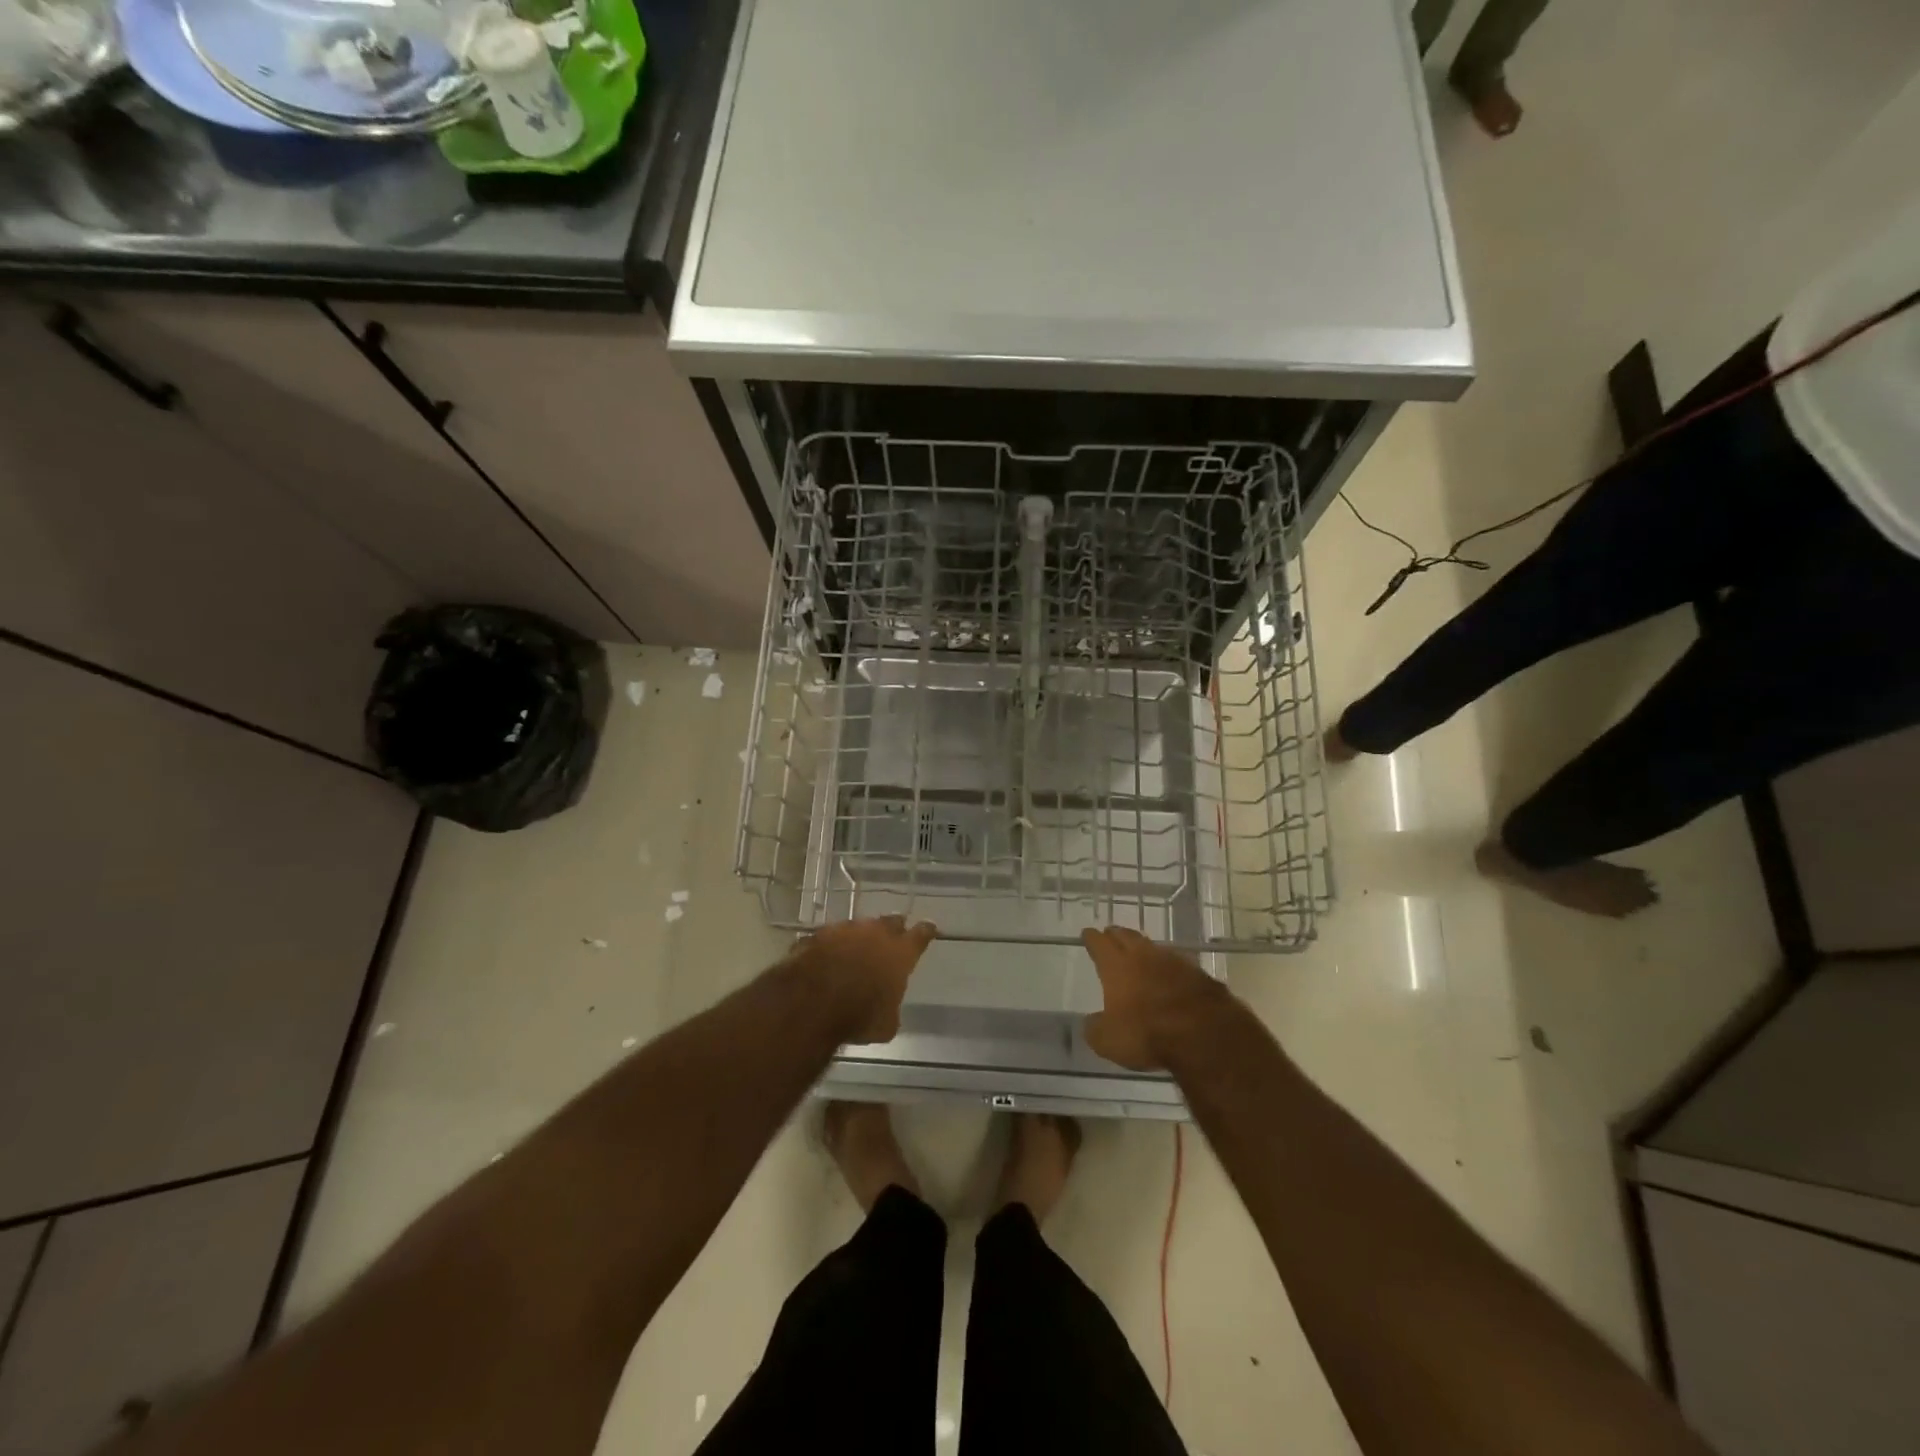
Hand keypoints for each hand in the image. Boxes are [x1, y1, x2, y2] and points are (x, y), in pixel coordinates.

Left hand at [793, 916, 937, 1044]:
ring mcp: (845, 929)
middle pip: (891, 922)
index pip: (921, 934)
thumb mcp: (885, 1025)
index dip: (926, 931)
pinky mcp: (818, 934)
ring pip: (859, 926)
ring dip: (860, 937)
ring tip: (855, 951)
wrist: (810, 1005)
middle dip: (894, 929)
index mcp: (900, 953)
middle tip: (893, 939)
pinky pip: (830, 936)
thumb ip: (891, 1006)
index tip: (929, 928)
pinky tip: (827, 957)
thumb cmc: (858, 1017)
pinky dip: (832, 945)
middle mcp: (875, 933)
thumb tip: (887, 1006)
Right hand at [1081, 926, 1226, 1069]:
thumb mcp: (1109, 1041)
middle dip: (1116, 935)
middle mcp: (1142, 955)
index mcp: (1116, 966)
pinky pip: (1176, 962)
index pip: (1099, 944)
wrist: (1204, 1033)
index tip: (1087, 933)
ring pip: (1152, 947)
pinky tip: (1169, 973)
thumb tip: (1092, 1022)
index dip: (1092, 938)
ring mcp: (1173, 961)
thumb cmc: (1147, 1033)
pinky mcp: (1197, 972)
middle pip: (1126, 936)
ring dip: (1143, 948)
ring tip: (1138, 952)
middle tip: (1110, 935)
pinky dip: (1168, 966)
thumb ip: (1096, 1029)